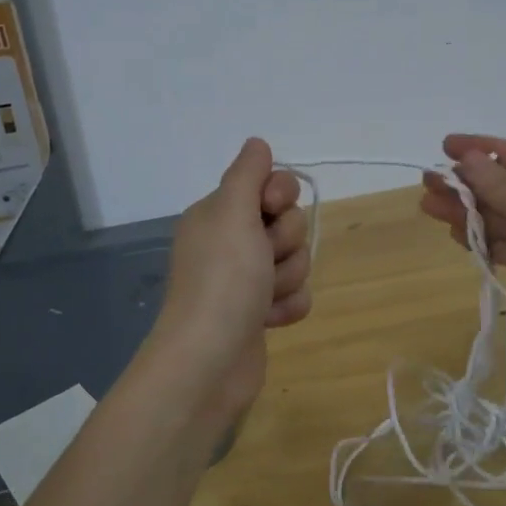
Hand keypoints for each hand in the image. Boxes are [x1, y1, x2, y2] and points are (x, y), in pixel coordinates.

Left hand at [149, 138, 311, 430]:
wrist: (210, 361)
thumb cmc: (222, 280)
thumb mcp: (232, 213)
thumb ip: (247, 174)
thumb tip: (257, 143)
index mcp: (218, 215)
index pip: (268, 184)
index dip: (280, 195)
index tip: (271, 209)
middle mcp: (230, 243)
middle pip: (287, 222)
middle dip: (286, 242)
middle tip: (263, 260)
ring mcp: (245, 280)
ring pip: (295, 260)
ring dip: (288, 278)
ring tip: (264, 298)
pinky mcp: (259, 313)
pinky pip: (295, 294)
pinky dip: (288, 306)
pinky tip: (270, 320)